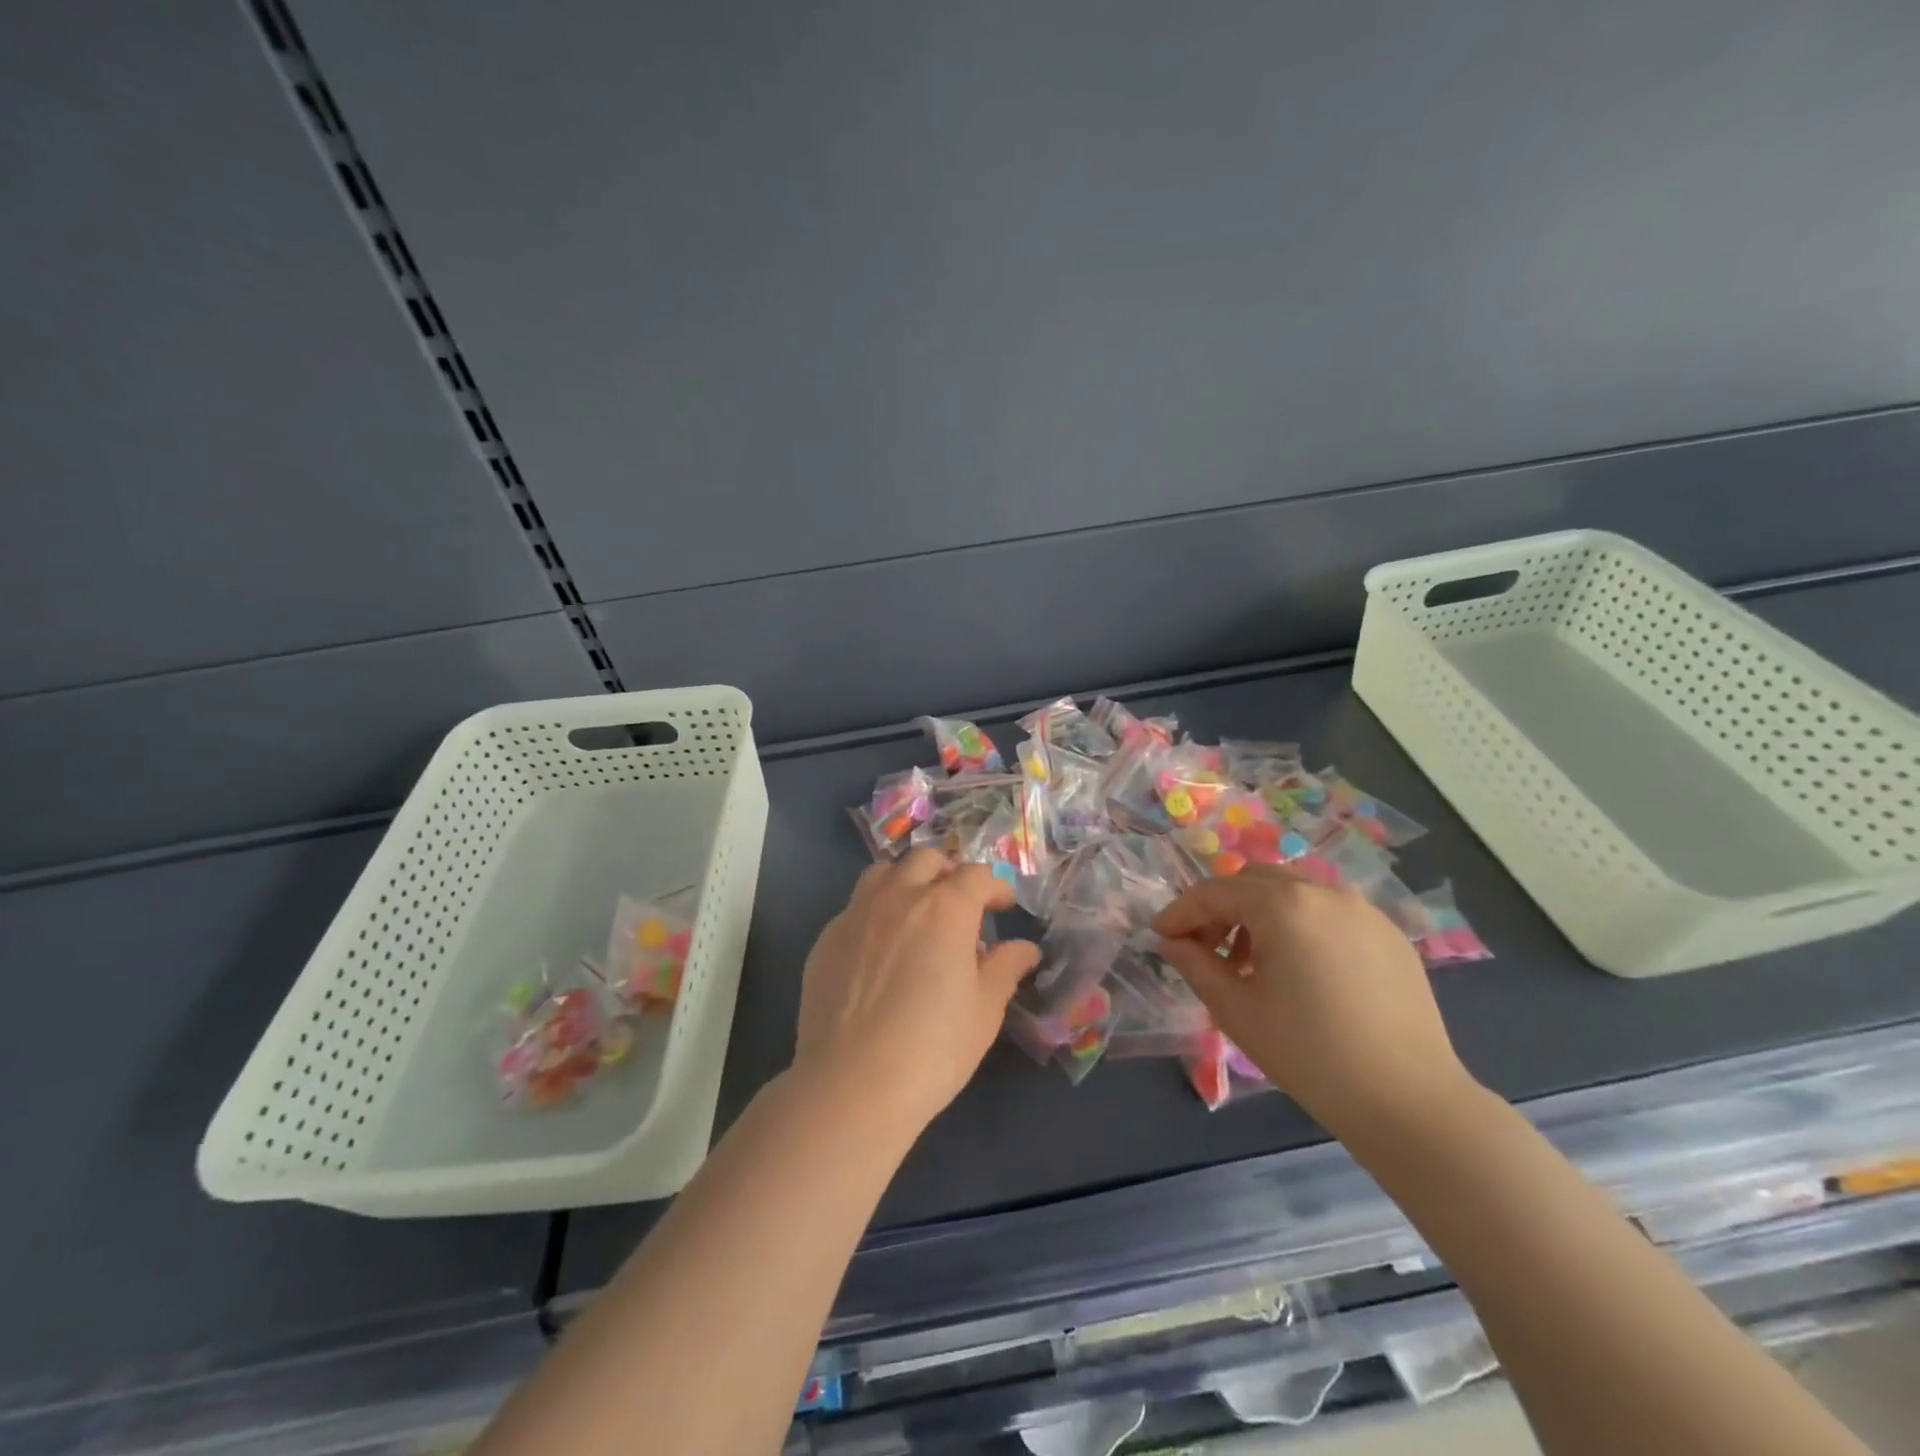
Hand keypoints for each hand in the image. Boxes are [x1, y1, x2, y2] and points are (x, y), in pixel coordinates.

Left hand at [794, 849, 1040, 1130]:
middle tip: (961, 906)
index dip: (995, 888)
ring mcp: (857, 913)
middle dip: (950, 874)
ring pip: (885, 872)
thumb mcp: (984, 1011)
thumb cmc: (932, 1049)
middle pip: (928, 860)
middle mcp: (899, 896)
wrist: (851, 1084)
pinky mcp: (827, 937)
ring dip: (908, 881)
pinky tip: (881, 949)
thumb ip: (1005, 968)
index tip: (1003, 906)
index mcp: (946, 908)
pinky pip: (856, 906)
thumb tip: (1024, 948)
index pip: (976, 876)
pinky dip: (876, 912)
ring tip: (917, 913)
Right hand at [1153, 866, 1473, 1138]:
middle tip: (1204, 947)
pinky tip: (1298, 968)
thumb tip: (1171, 941)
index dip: (1180, 911)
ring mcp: (1362, 909)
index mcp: (1283, 904)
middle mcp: (1323, 891)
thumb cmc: (1309, 1053)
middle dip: (1220, 906)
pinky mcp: (1388, 933)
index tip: (1159, 935)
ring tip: (1250, 960)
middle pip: (1253, 880)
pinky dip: (1298, 923)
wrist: (1407, 1100)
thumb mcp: (1235, 1009)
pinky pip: (1328, 910)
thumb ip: (1194, 964)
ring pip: (1293, 890)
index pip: (1215, 892)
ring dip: (1259, 912)